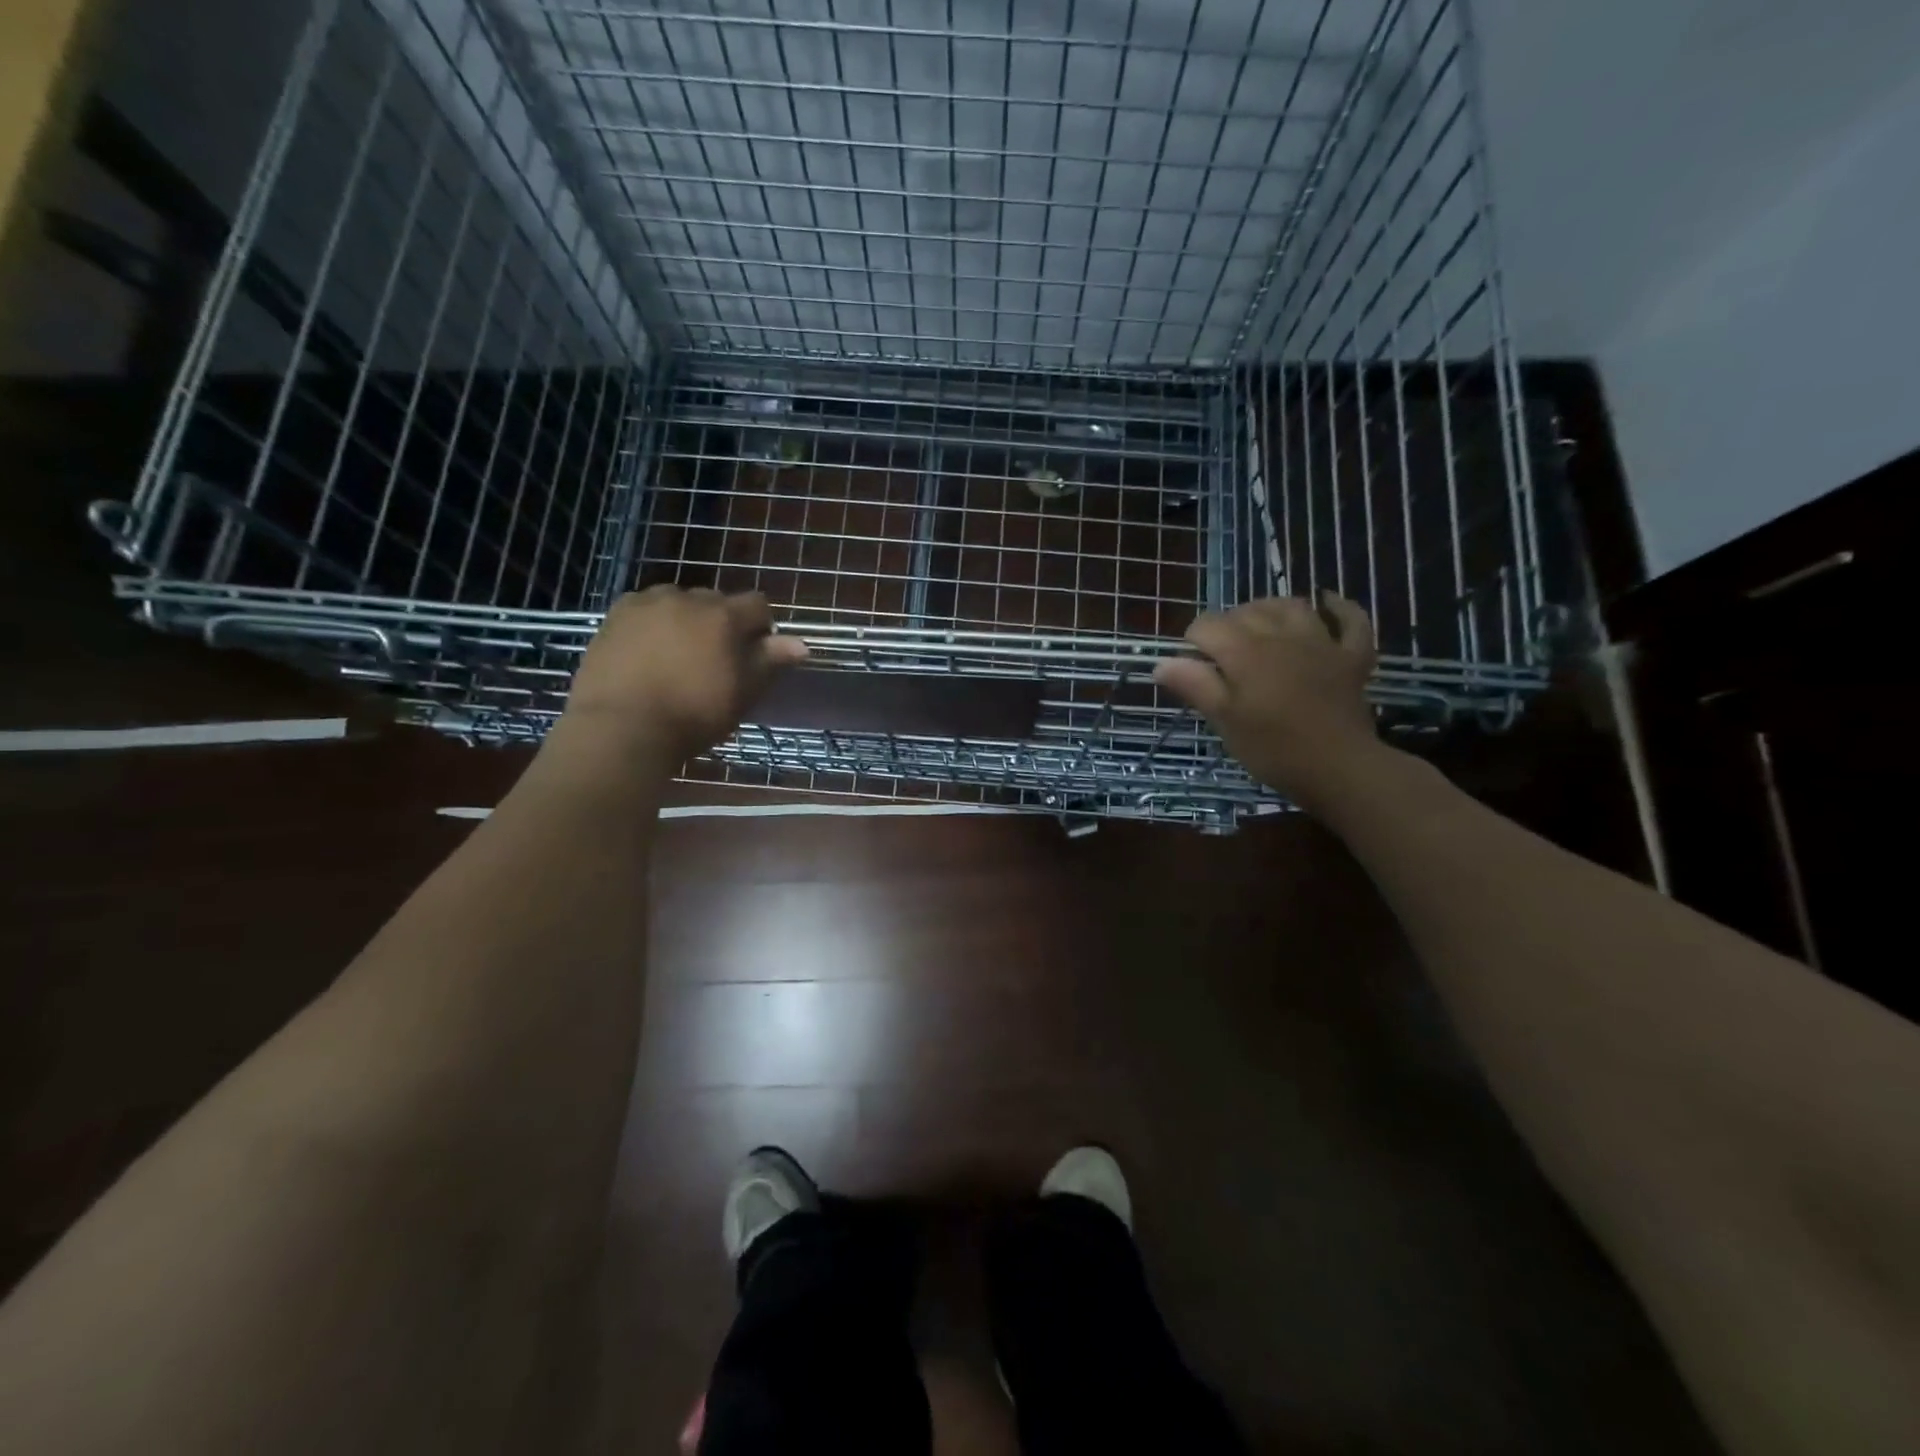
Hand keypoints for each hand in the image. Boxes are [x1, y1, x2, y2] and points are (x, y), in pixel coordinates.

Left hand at [559, 587, 808, 766]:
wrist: (621, 727)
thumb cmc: (693, 715)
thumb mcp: (742, 693)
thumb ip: (770, 662)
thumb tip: (801, 644)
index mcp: (724, 616)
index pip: (758, 605)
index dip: (761, 628)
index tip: (754, 655)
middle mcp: (687, 598)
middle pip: (716, 601)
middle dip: (721, 623)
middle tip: (713, 660)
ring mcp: (647, 603)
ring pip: (678, 602)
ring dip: (685, 619)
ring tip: (676, 655)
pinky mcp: (615, 615)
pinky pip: (644, 609)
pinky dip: (652, 623)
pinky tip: (646, 652)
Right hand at [1152, 594, 1381, 809]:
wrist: (1339, 768)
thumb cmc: (1272, 748)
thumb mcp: (1225, 720)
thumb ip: (1195, 686)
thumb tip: (1162, 663)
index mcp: (1245, 651)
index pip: (1207, 626)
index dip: (1192, 642)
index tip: (1191, 668)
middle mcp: (1281, 635)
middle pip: (1245, 612)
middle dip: (1226, 625)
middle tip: (1219, 656)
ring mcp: (1321, 643)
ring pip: (1292, 606)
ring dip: (1270, 609)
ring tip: (1258, 626)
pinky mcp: (1351, 657)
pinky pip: (1351, 620)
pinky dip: (1339, 608)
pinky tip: (1328, 603)